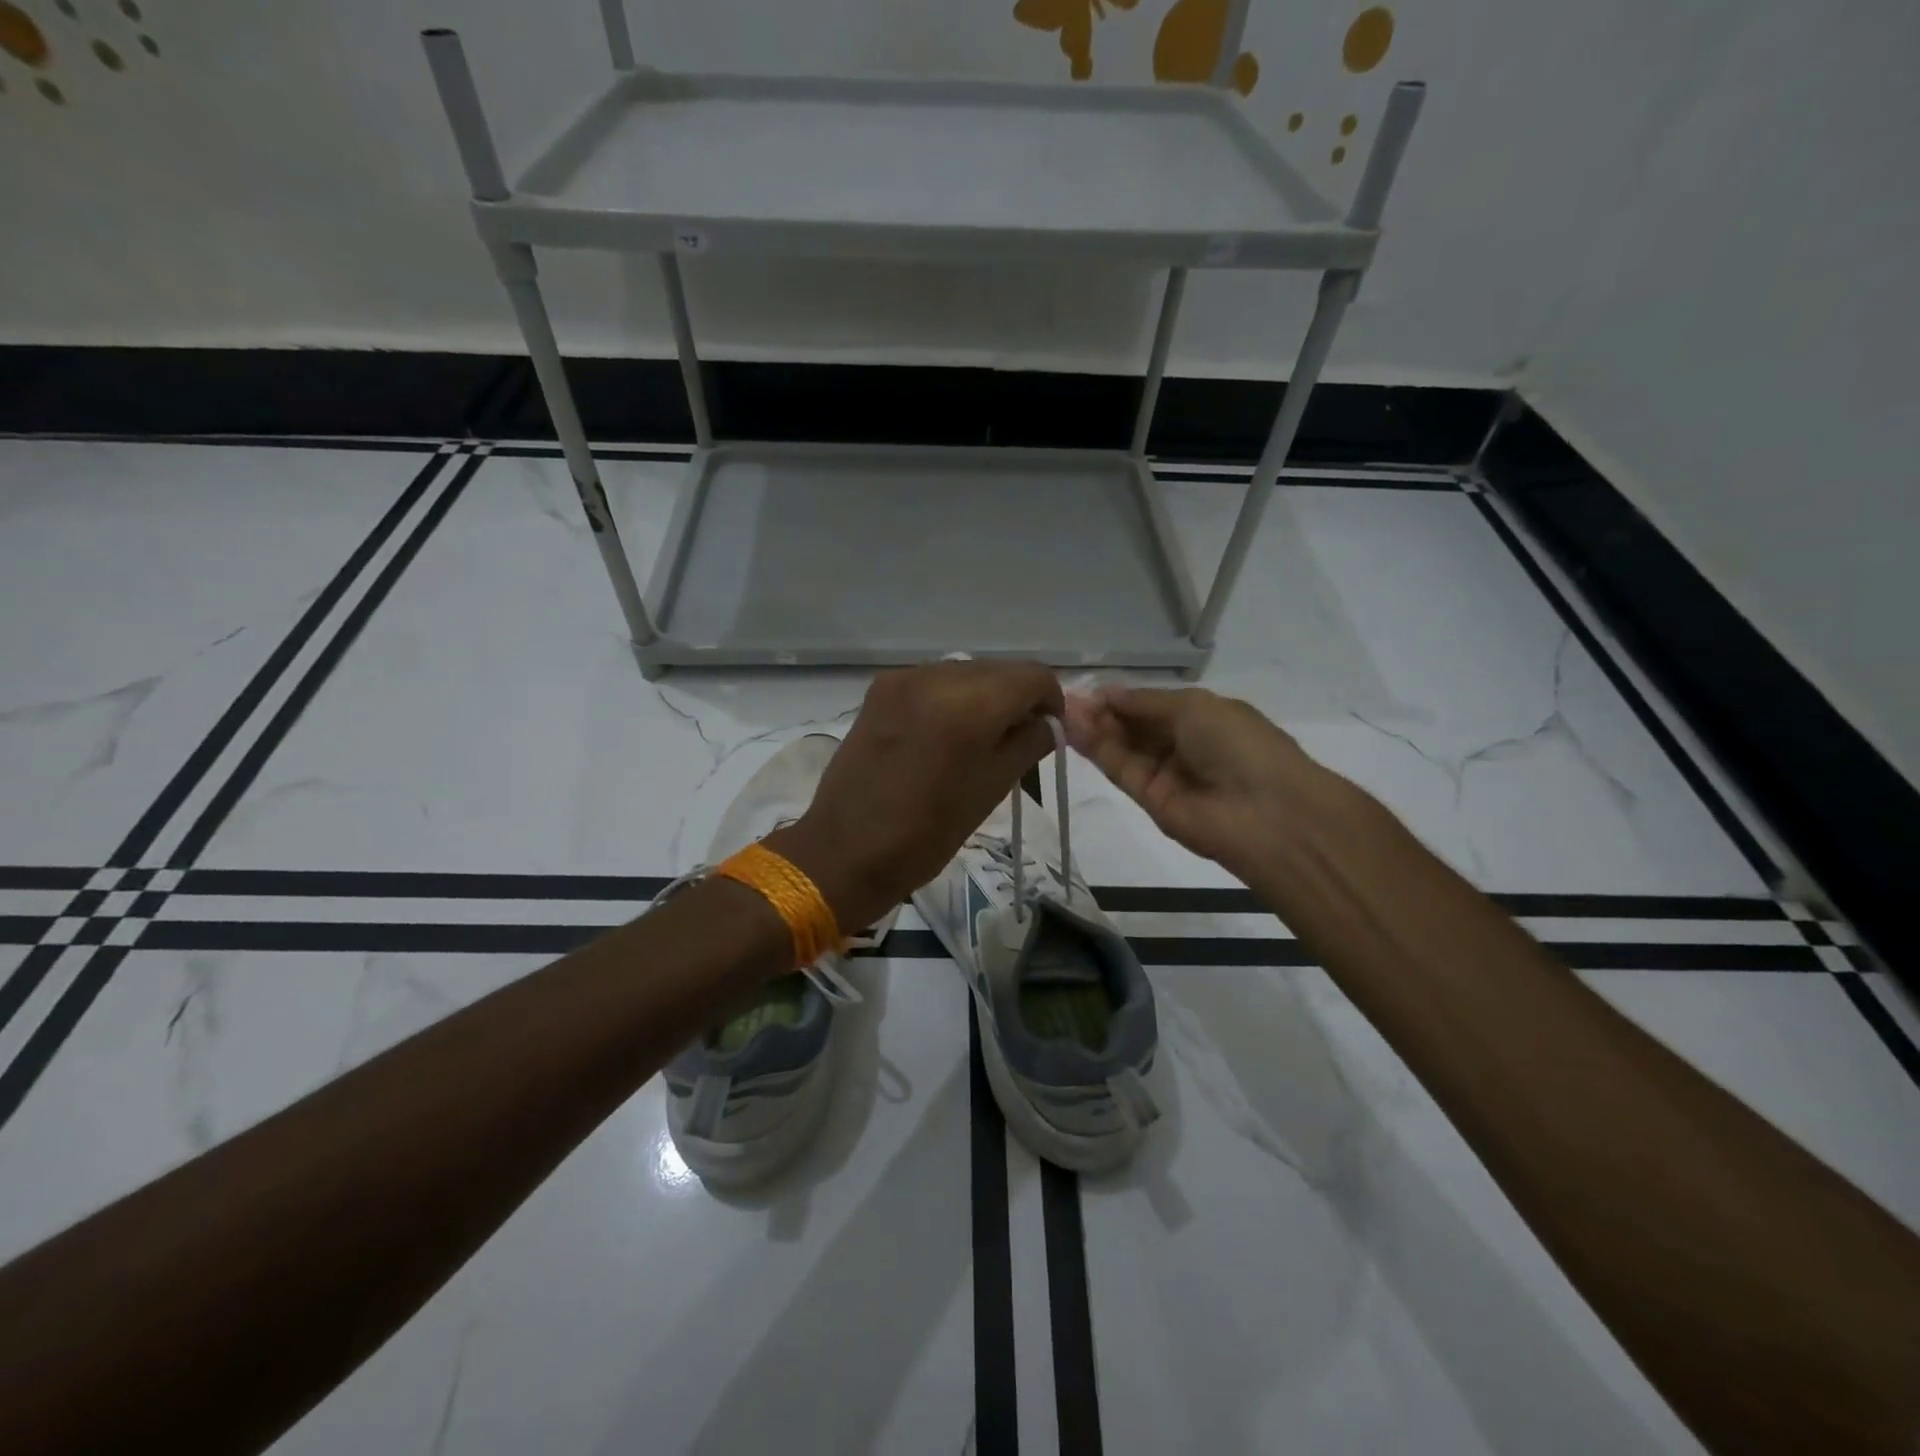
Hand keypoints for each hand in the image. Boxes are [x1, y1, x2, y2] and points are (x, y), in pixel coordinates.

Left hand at [767, 661, 1063, 930]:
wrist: (845, 851)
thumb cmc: (927, 833)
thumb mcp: (992, 789)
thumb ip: (1028, 743)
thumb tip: (1048, 722)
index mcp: (970, 704)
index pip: (1033, 677)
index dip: (1051, 702)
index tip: (1047, 733)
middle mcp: (936, 676)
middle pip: (1000, 670)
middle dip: (1017, 699)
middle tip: (1016, 740)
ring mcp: (903, 679)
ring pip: (966, 672)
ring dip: (984, 697)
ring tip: (978, 740)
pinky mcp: (880, 689)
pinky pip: (933, 681)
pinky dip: (950, 699)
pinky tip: (943, 735)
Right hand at [1063, 685, 1336, 878]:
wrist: (1266, 813)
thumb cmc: (1238, 744)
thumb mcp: (1193, 707)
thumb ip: (1145, 702)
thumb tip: (1107, 694)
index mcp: (1202, 717)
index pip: (1151, 705)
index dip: (1120, 697)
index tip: (1085, 689)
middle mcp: (1182, 745)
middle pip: (1133, 726)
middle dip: (1101, 711)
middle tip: (1065, 700)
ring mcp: (1166, 775)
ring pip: (1122, 748)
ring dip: (1093, 729)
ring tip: (1061, 711)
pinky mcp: (1150, 801)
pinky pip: (1121, 770)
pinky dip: (1098, 750)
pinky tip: (1073, 731)